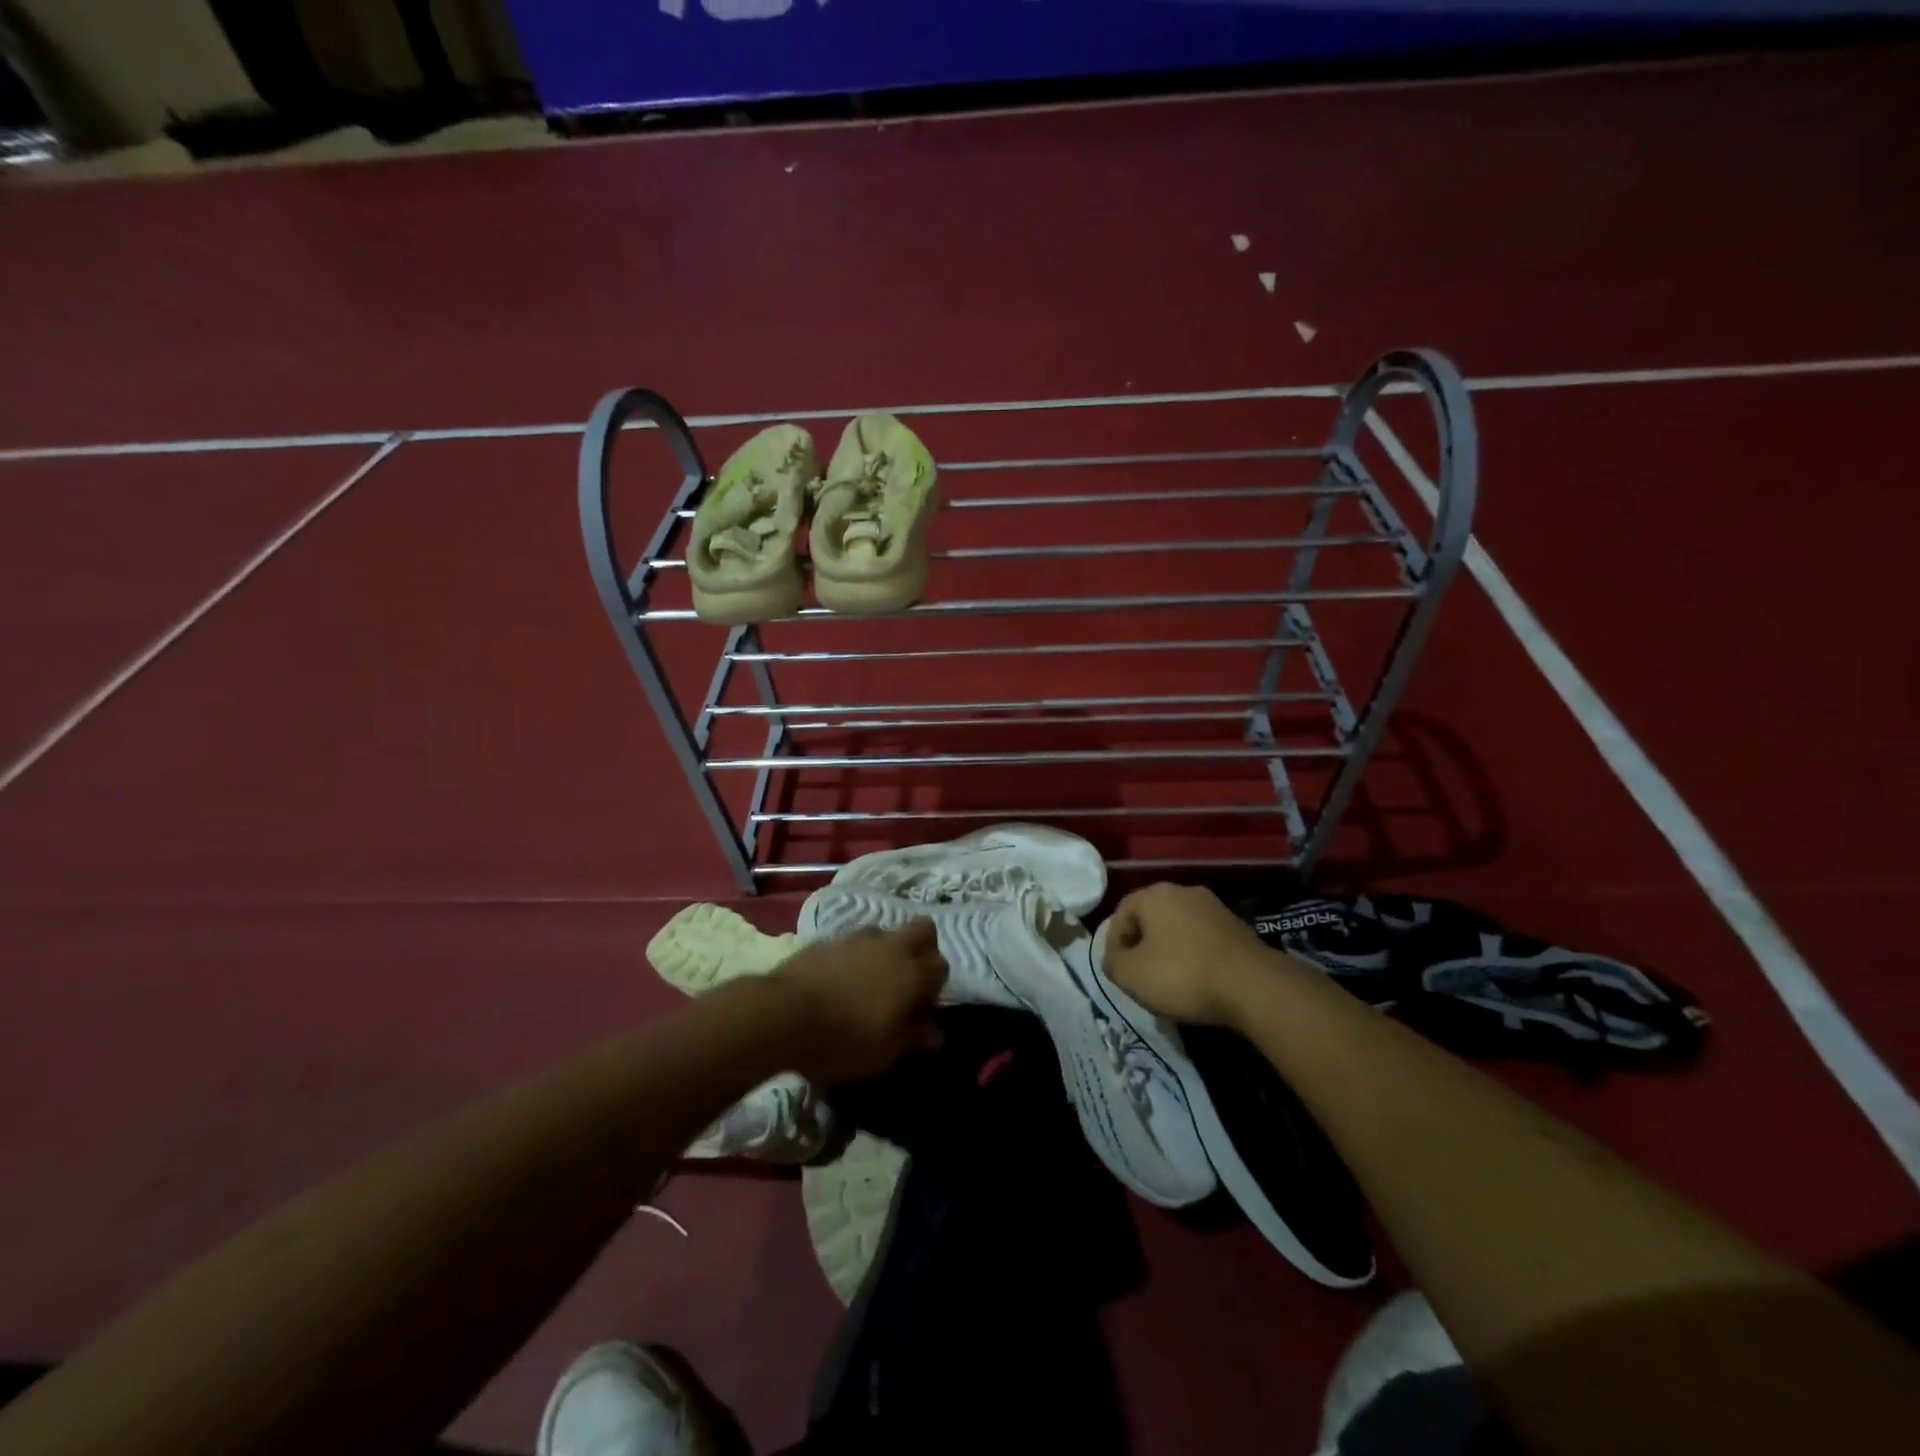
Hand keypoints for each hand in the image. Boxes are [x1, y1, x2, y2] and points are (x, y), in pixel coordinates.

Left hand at [774, 920, 946, 1083]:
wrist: (786, 1014)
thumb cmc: (844, 1040)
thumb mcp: (884, 1052)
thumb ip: (913, 1038)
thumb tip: (935, 1034)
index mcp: (912, 974)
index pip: (941, 965)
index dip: (935, 985)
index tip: (922, 1006)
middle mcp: (892, 947)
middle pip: (923, 929)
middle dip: (923, 947)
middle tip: (907, 977)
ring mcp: (858, 938)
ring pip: (885, 932)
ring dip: (885, 950)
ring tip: (868, 979)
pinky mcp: (828, 938)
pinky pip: (852, 941)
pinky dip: (853, 955)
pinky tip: (838, 978)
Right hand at [1101, 883, 1275, 1027]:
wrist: (1254, 986)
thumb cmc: (1183, 975)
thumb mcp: (1131, 975)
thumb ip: (1112, 962)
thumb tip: (1115, 958)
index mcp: (1154, 894)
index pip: (1121, 913)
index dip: (1114, 944)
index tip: (1120, 972)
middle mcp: (1184, 891)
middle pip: (1151, 918)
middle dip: (1143, 946)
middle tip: (1142, 976)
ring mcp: (1214, 907)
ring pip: (1179, 929)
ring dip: (1170, 951)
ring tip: (1171, 983)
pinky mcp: (1238, 927)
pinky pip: (1203, 939)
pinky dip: (1195, 956)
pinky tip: (1199, 981)